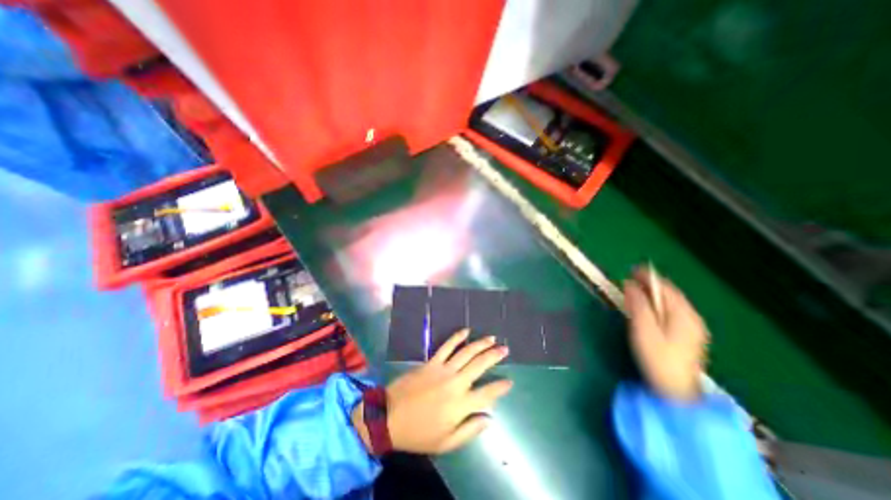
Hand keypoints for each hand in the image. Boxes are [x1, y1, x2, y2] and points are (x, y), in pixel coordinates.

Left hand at [352, 330, 512, 455]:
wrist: (390, 417)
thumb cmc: (419, 433)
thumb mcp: (446, 443)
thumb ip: (470, 430)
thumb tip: (489, 418)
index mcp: (461, 405)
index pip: (488, 393)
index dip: (500, 387)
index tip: (509, 381)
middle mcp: (456, 383)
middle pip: (480, 365)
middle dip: (494, 355)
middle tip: (505, 349)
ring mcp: (443, 369)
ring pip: (467, 352)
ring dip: (481, 343)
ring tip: (492, 338)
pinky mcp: (432, 362)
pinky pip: (447, 346)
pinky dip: (457, 337)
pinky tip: (466, 331)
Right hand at [625, 267, 711, 400]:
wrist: (676, 391)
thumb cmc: (657, 357)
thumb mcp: (643, 329)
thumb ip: (638, 304)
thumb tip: (629, 284)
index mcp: (683, 314)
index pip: (665, 287)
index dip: (648, 277)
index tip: (631, 270)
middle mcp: (691, 317)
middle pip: (670, 294)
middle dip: (649, 285)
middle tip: (629, 281)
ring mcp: (692, 327)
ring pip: (670, 303)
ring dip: (652, 295)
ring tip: (634, 293)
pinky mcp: (688, 336)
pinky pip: (671, 312)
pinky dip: (657, 305)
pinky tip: (647, 310)